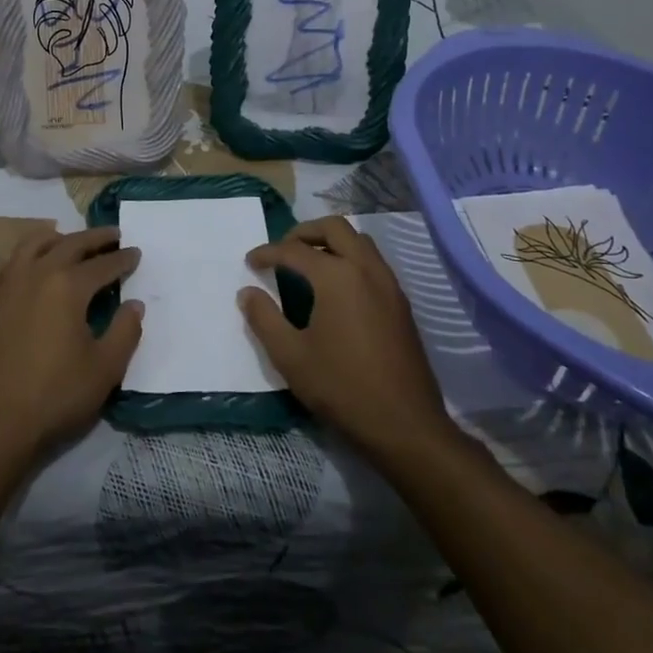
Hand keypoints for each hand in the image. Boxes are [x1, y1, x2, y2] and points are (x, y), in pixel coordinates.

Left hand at [0, 227, 142, 465]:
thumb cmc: (56, 396)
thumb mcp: (105, 368)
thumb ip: (125, 331)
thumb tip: (134, 304)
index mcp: (68, 287)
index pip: (103, 264)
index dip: (123, 259)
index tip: (136, 253)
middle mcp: (36, 275)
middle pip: (69, 245)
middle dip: (94, 238)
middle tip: (112, 235)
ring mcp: (6, 288)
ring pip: (30, 246)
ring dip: (54, 238)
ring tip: (67, 239)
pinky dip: (14, 261)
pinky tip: (20, 267)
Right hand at [241, 217, 453, 461]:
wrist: (405, 425)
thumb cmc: (342, 388)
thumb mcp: (290, 356)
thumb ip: (264, 319)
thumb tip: (247, 293)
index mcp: (337, 277)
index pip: (294, 250)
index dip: (268, 253)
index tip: (250, 262)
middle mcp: (366, 269)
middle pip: (334, 228)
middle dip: (304, 232)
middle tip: (282, 250)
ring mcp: (389, 284)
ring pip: (359, 241)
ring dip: (331, 242)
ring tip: (308, 264)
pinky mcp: (401, 303)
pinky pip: (373, 262)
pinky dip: (350, 259)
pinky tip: (336, 288)